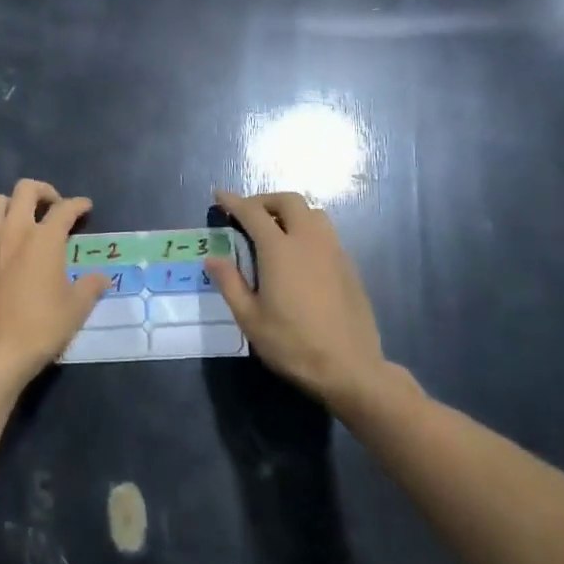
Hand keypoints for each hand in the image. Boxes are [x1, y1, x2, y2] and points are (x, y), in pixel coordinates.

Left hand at [0, 179, 108, 393]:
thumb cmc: (41, 328)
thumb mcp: (76, 309)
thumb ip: (91, 286)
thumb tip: (102, 278)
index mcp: (44, 239)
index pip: (64, 209)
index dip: (78, 205)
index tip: (85, 207)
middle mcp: (14, 232)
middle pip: (24, 190)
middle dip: (42, 191)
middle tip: (53, 206)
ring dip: (11, 205)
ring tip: (22, 221)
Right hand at [205, 190, 383, 404]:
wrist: (350, 368)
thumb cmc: (292, 344)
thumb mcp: (250, 319)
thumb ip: (230, 283)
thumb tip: (213, 258)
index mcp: (280, 250)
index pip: (253, 213)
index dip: (234, 201)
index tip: (220, 195)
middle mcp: (309, 241)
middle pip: (289, 201)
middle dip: (265, 200)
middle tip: (249, 214)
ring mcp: (334, 251)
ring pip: (313, 213)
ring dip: (291, 212)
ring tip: (275, 230)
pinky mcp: (349, 267)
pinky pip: (326, 233)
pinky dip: (307, 230)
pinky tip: (299, 255)